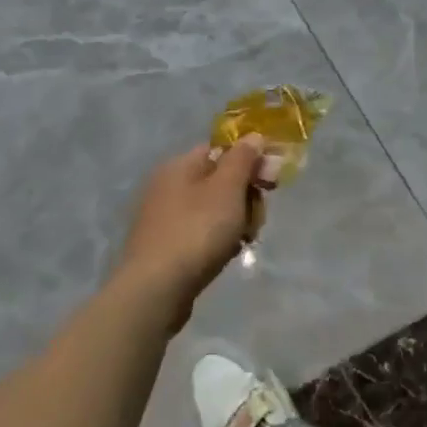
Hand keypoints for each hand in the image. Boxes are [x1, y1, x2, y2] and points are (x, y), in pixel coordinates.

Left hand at [114, 136, 267, 323]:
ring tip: (244, 240)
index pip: (221, 150)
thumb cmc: (196, 231)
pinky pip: (199, 232)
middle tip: (257, 218)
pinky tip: (226, 255)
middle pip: (219, 180)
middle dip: (245, 196)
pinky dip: (217, 240)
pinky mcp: (163, 247)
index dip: (250, 162)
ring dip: (235, 221)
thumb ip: (243, 158)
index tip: (271, 182)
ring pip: (212, 209)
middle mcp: (167, 185)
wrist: (155, 290)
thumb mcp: (227, 188)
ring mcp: (162, 218)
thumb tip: (253, 136)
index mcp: (179, 165)